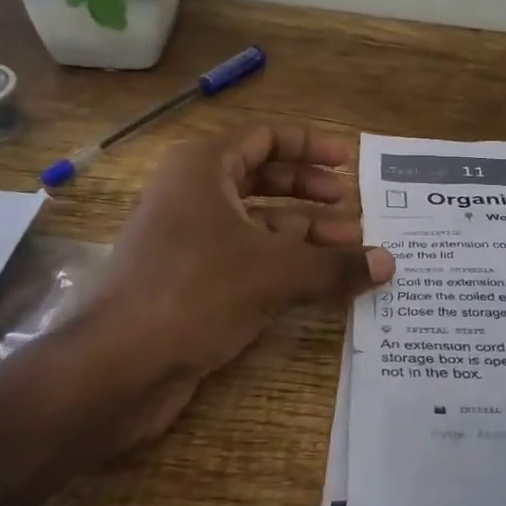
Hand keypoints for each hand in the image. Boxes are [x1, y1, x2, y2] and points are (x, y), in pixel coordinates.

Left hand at [0, 122, 392, 505]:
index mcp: (204, 167)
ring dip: (305, 232)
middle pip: (264, 178)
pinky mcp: (192, 279)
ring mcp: (190, 238)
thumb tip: (389, 263)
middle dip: (312, 193)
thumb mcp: (276, 273)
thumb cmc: (196, 292)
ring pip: (258, 222)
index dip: (310, 145)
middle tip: (354, 209)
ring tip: (351, 248)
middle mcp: (195, 194)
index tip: (348, 163)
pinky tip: (322, 281)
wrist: (116, 368)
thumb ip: (336, 264)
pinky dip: (285, 263)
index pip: (266, 137)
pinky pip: (248, 257)